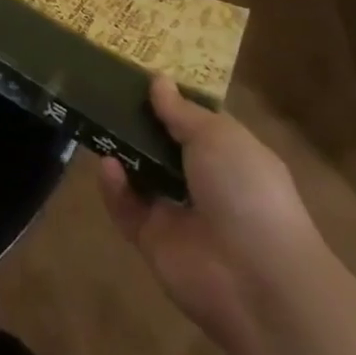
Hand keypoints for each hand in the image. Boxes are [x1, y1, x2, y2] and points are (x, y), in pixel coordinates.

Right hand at [98, 78, 323, 331]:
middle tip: (105, 94)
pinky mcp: (153, 240)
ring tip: (98, 123)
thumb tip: (158, 81)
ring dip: (122, 153)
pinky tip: (108, 166)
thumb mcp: (218, 136)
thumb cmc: (247, 191)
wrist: (257, 280)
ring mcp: (178, 213)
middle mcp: (205, 182)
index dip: (172, 99)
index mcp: (230, 155)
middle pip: (163, 147)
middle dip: (138, 123)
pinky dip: (114, 188)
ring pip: (141, 176)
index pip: (196, 121)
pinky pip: (126, 208)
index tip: (139, 75)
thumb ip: (181, 111)